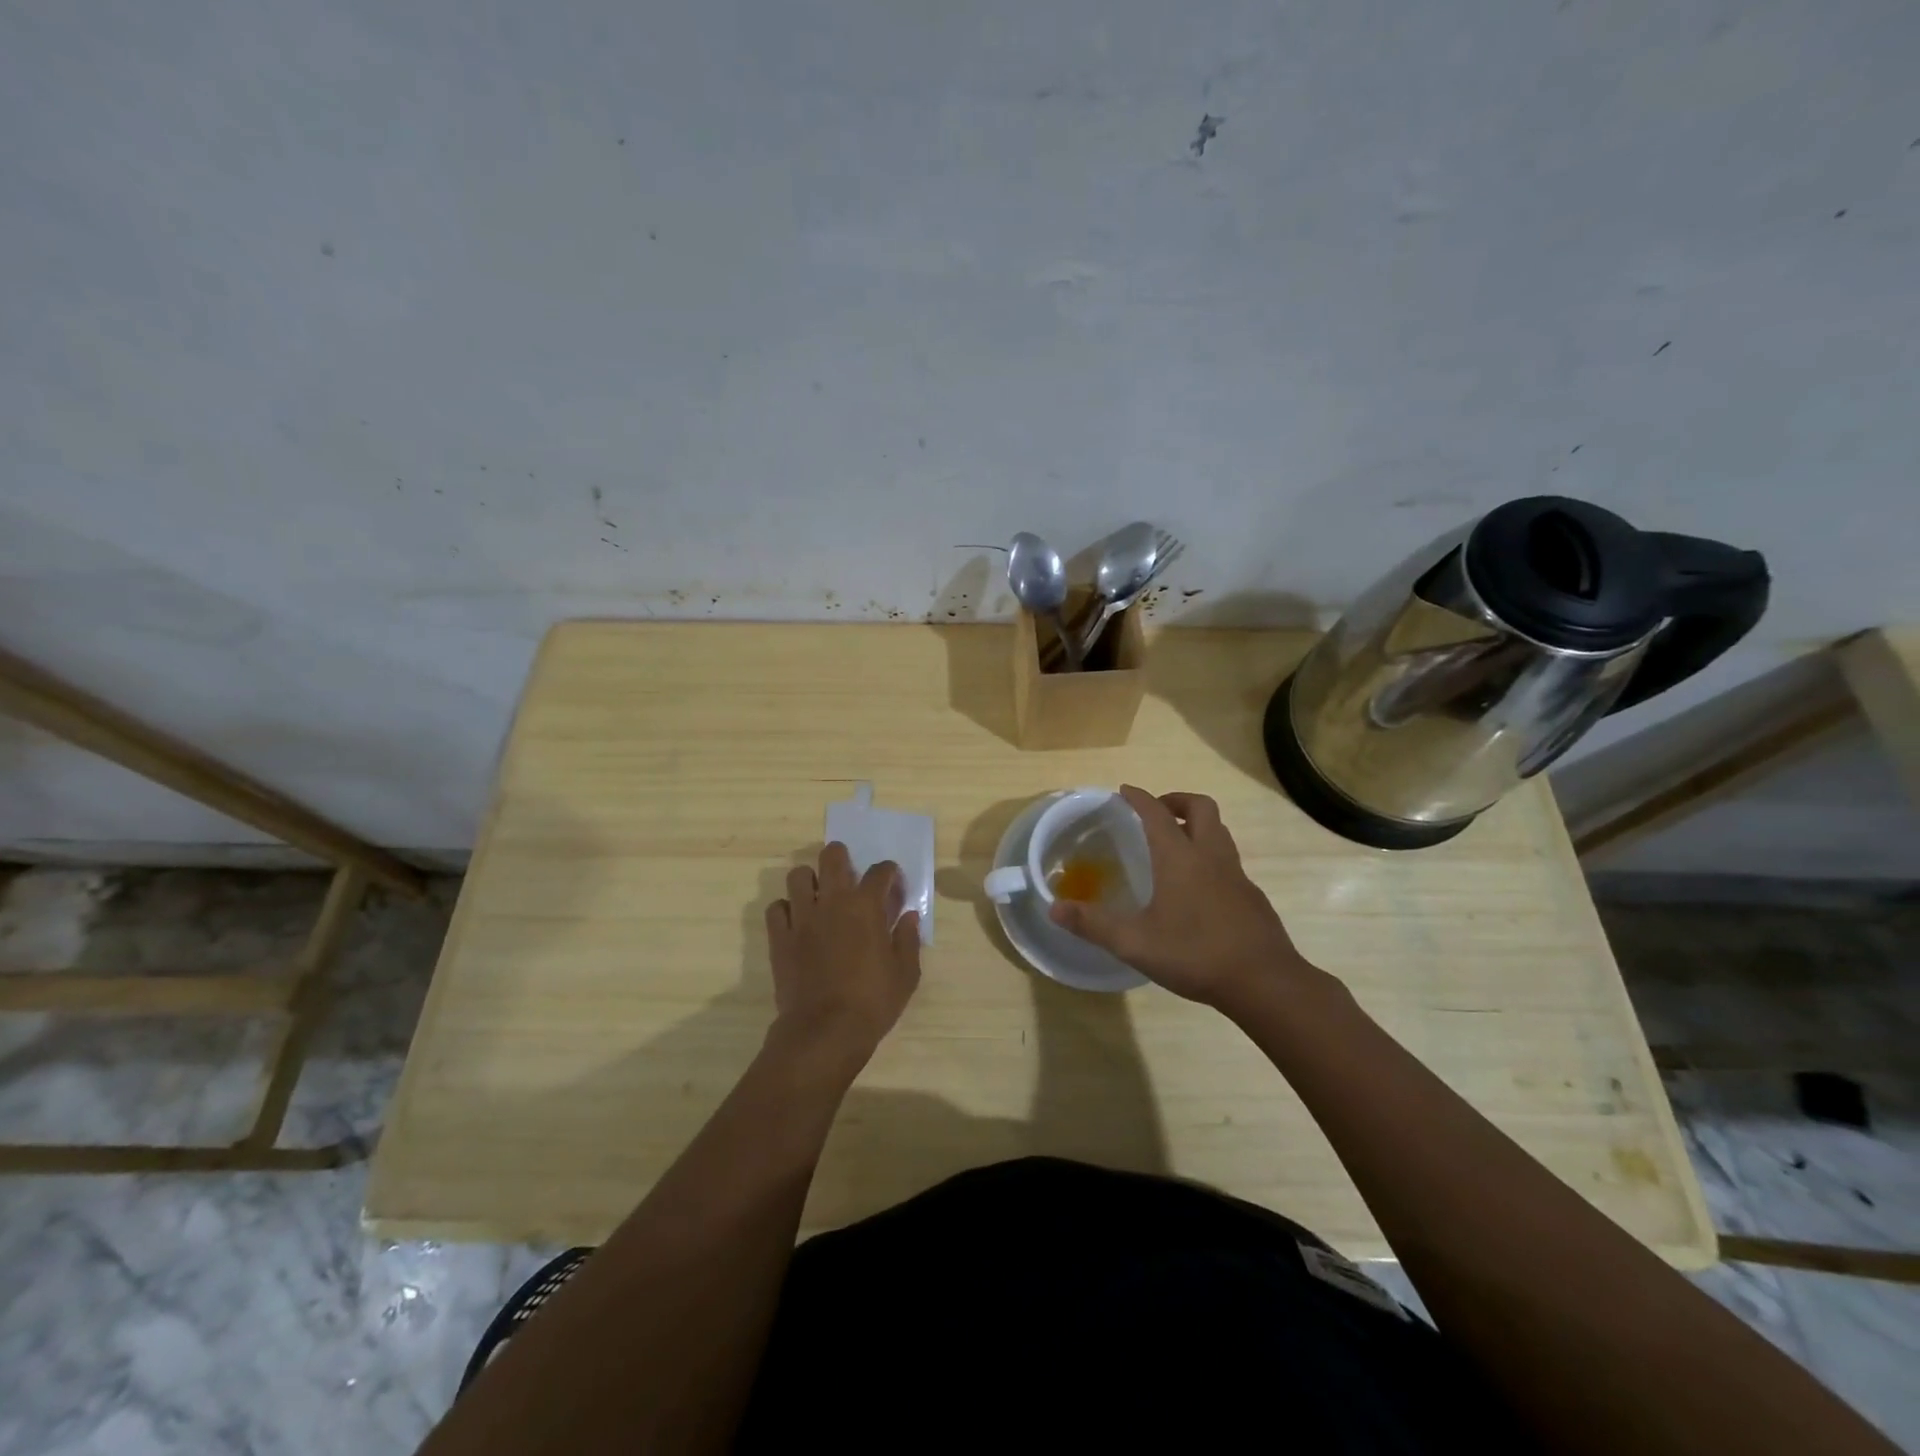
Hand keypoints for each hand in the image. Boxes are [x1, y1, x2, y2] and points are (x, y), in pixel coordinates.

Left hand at [765, 842, 920, 1070]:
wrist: (824, 1031)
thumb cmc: (872, 1002)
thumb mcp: (905, 974)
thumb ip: (908, 939)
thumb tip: (909, 916)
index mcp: (866, 907)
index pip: (880, 872)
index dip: (889, 873)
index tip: (892, 884)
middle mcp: (832, 902)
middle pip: (832, 857)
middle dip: (841, 857)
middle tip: (848, 873)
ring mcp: (802, 918)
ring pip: (798, 876)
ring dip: (810, 880)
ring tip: (819, 896)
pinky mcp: (780, 937)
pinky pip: (776, 908)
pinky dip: (786, 909)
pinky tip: (796, 922)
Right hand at [1048, 785, 1313, 1013]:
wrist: (1264, 982)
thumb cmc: (1195, 954)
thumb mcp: (1134, 943)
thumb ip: (1093, 924)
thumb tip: (1054, 908)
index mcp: (1180, 857)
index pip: (1157, 813)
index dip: (1139, 797)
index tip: (1124, 791)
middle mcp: (1210, 856)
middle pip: (1201, 807)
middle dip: (1176, 801)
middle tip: (1156, 813)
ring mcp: (1236, 875)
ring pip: (1219, 832)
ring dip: (1197, 826)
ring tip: (1175, 845)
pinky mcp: (1252, 896)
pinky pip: (1228, 861)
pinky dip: (1210, 857)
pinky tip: (1198, 888)